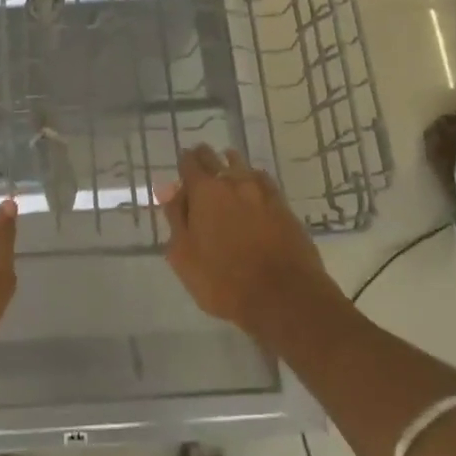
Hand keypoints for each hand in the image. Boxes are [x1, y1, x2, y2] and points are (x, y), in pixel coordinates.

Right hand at [159, 145, 334, 343]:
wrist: (284, 297)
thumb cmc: (223, 280)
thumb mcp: (183, 255)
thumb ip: (176, 219)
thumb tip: (171, 192)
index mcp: (204, 192)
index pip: (189, 162)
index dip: (183, 163)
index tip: (181, 170)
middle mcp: (233, 183)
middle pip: (214, 158)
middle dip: (204, 159)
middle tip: (199, 169)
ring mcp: (263, 193)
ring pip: (242, 167)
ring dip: (231, 166)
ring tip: (226, 173)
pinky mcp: (284, 207)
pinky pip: (264, 183)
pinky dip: (254, 181)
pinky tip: (253, 190)